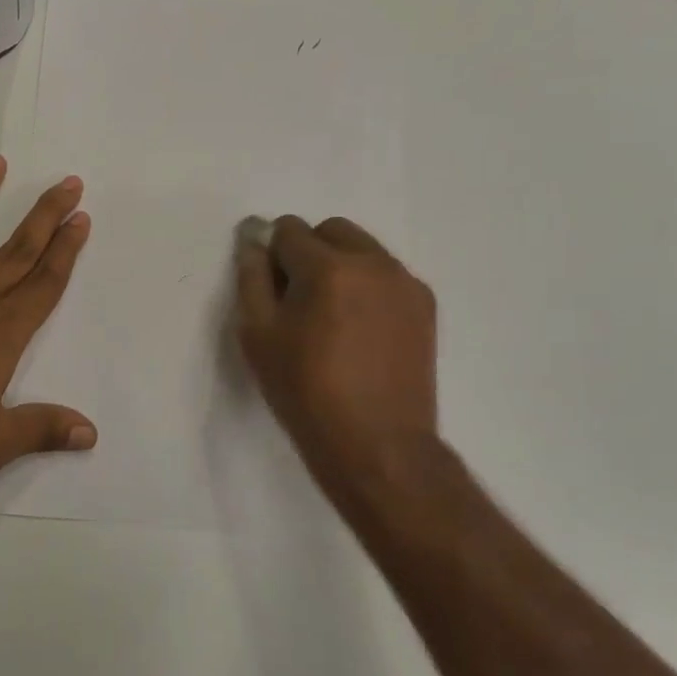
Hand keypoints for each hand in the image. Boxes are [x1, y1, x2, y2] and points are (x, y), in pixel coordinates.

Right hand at [235, 216, 449, 517]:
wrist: (378, 446)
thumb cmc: (306, 392)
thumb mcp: (258, 335)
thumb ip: (251, 276)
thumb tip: (254, 239)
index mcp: (329, 267)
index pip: (288, 229)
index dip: (273, 257)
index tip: (273, 293)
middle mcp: (373, 262)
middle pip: (330, 230)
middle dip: (308, 252)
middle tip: (300, 301)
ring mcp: (405, 281)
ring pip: (362, 248)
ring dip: (340, 265)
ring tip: (333, 317)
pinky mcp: (425, 304)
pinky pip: (386, 273)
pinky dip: (367, 285)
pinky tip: (361, 329)